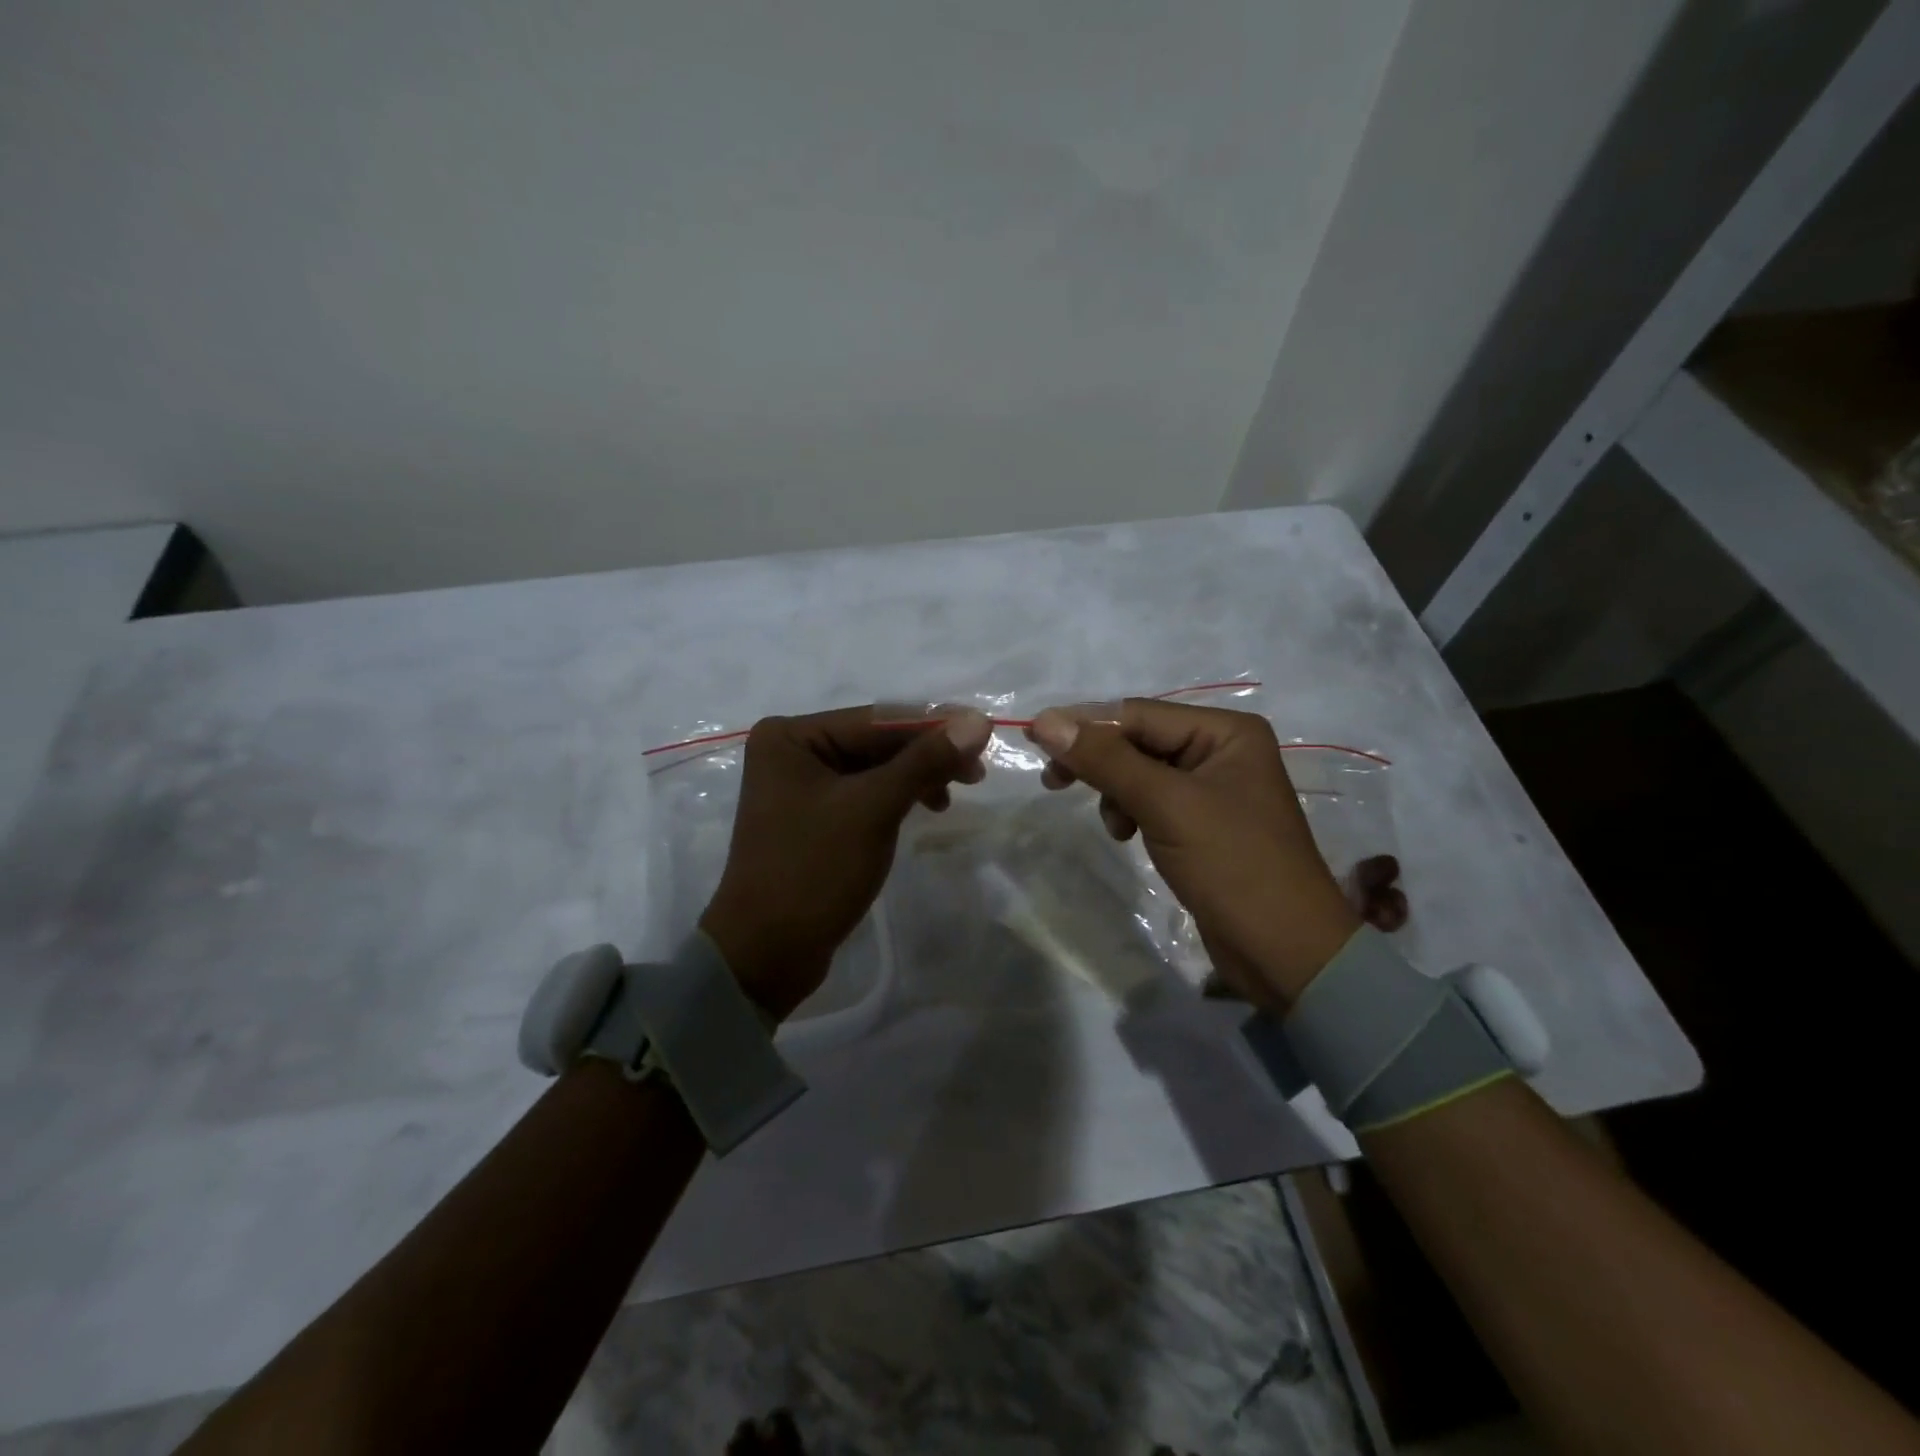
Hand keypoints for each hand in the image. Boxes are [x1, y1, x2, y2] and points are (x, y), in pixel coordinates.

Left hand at [701, 706, 991, 1018]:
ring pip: (874, 769)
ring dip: (916, 778)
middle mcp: (792, 750)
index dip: (934, 725)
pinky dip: (897, 798)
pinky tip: (924, 808)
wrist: (767, 954)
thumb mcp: (873, 809)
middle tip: (976, 774)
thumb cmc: (814, 870)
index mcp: (791, 735)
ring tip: (949, 800)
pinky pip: (865, 794)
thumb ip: (925, 761)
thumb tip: (978, 719)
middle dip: (926, 756)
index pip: (876, 720)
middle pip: (875, 742)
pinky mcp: (814, 817)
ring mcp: (801, 785)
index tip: (986, 734)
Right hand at [1027, 700, 1358, 1006]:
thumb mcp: (1165, 805)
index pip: (1139, 715)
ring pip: (1140, 772)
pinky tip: (1127, 834)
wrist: (1284, 952)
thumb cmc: (1232, 865)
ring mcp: (1213, 788)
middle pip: (1139, 740)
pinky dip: (1131, 812)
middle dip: (1100, 762)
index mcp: (1227, 731)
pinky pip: (1152, 801)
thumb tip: (1045, 721)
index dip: (1085, 725)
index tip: (1033, 740)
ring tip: (1115, 826)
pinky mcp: (1202, 823)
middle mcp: (1221, 749)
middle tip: (1052, 781)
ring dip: (1115, 792)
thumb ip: (1105, 760)